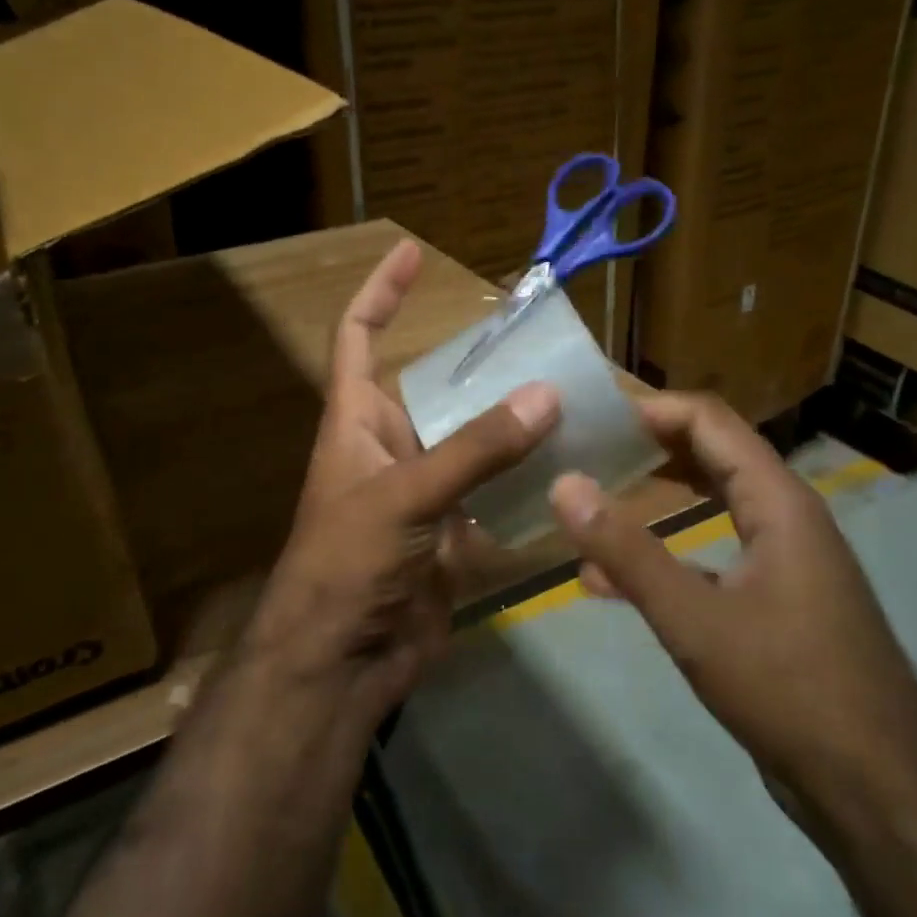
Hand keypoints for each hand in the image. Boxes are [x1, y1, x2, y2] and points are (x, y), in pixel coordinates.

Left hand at [245, 240, 560, 715]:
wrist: (341, 664)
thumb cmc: (348, 563)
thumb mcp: (406, 496)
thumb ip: (475, 448)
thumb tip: (546, 395)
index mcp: (357, 421)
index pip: (358, 336)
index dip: (381, 291)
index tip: (412, 252)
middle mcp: (391, 447)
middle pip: (438, 389)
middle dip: (484, 367)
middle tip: (544, 342)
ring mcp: (425, 493)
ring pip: (476, 443)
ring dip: (516, 426)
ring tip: (575, 397)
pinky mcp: (452, 535)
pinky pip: (496, 495)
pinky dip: (528, 484)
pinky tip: (573, 468)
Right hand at [547, 392, 916, 815]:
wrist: (877, 791)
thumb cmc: (789, 688)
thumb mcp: (695, 618)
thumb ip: (626, 550)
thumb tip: (564, 485)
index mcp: (779, 502)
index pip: (711, 421)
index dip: (651, 408)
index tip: (591, 415)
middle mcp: (786, 518)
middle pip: (712, 455)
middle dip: (649, 446)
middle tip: (584, 448)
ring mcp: (784, 562)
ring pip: (710, 505)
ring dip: (655, 497)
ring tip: (592, 497)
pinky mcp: (775, 602)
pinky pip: (712, 555)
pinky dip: (665, 553)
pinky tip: (610, 580)